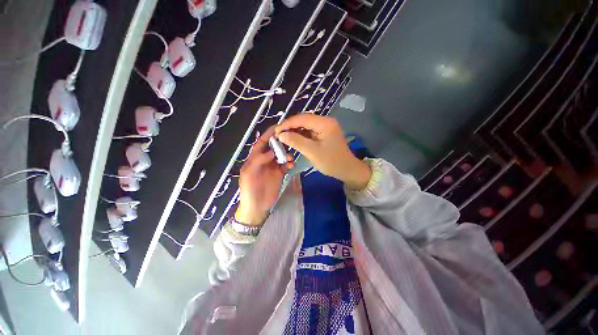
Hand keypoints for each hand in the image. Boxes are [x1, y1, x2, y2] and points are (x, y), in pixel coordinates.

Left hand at [236, 126, 293, 225]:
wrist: (257, 206)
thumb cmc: (250, 190)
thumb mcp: (249, 174)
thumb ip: (258, 160)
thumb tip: (271, 151)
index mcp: (254, 159)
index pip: (261, 143)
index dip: (268, 135)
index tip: (277, 127)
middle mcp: (264, 161)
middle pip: (273, 148)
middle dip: (280, 143)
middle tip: (289, 140)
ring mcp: (273, 167)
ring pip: (281, 156)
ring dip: (286, 154)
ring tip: (289, 158)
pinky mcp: (279, 174)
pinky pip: (285, 165)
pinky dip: (289, 163)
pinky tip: (291, 165)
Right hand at [275, 114, 370, 188]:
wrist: (347, 170)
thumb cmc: (331, 162)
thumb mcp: (312, 152)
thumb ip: (296, 141)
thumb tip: (281, 134)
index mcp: (325, 123)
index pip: (302, 118)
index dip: (288, 124)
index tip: (276, 131)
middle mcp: (325, 122)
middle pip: (304, 120)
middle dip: (290, 127)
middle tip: (278, 135)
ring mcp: (325, 127)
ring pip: (305, 126)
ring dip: (294, 131)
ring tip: (283, 138)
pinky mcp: (323, 134)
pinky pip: (309, 132)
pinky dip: (300, 136)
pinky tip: (293, 140)